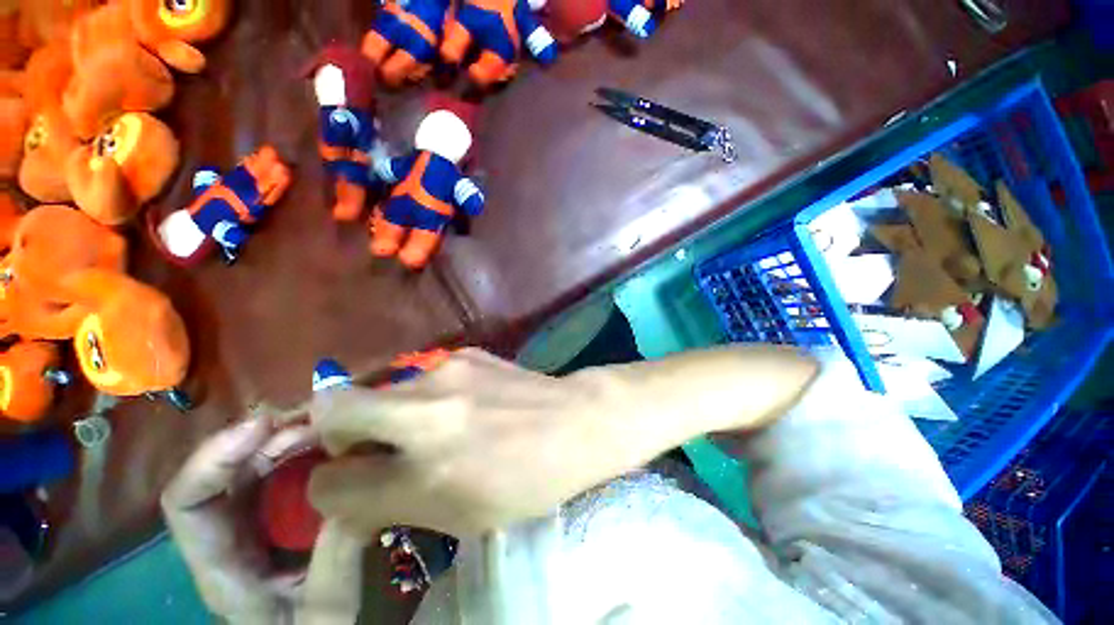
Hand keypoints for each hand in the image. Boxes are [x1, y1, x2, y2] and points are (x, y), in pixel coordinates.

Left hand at [162, 417, 366, 623]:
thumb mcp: (328, 609)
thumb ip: (336, 556)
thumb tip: (355, 490)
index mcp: (221, 566)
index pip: (186, 503)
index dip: (214, 457)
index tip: (266, 425)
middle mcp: (224, 535)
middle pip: (224, 473)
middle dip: (265, 437)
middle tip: (319, 418)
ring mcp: (249, 523)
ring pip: (253, 467)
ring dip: (287, 438)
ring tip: (330, 423)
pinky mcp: (275, 514)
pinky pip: (280, 472)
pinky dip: (303, 449)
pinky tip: (332, 441)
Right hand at [308, 347, 816, 537]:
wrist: (578, 421)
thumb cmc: (530, 480)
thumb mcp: (462, 514)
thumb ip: (395, 501)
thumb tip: (347, 489)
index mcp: (426, 468)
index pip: (332, 481)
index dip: (331, 488)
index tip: (349, 485)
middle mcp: (426, 409)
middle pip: (336, 408)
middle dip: (337, 433)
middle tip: (365, 448)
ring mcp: (447, 371)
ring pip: (379, 388)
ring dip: (383, 411)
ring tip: (420, 428)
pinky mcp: (467, 352)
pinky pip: (421, 376)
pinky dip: (420, 395)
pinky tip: (457, 405)